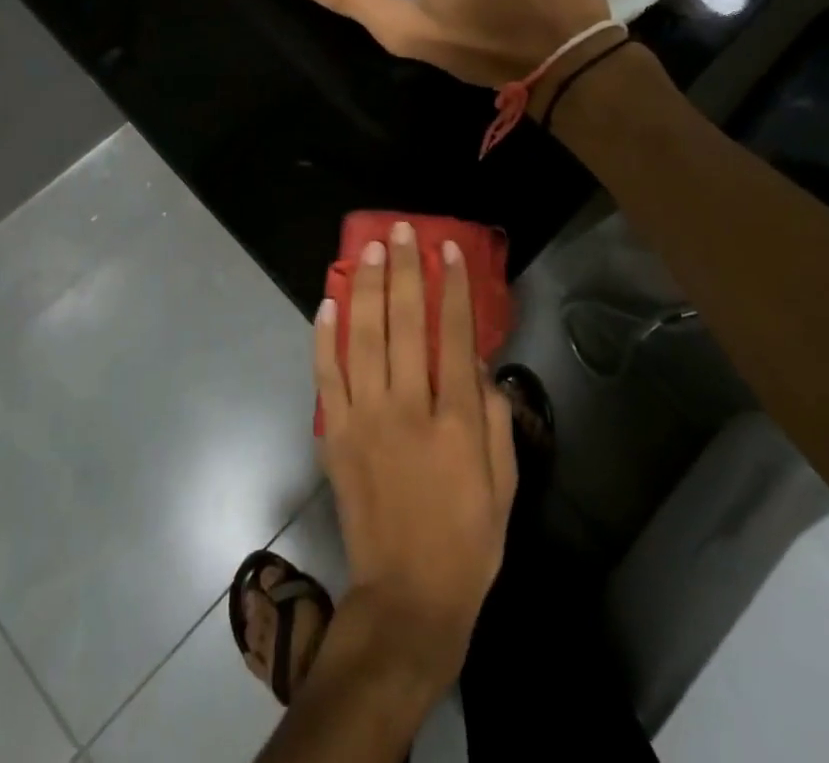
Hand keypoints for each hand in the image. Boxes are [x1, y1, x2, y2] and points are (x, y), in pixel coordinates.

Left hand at [314, 221, 517, 687]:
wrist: (408, 597)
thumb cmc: (468, 539)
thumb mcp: (503, 482)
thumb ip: (493, 416)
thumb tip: (476, 361)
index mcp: (454, 419)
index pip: (453, 334)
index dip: (451, 286)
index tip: (446, 249)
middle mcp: (407, 408)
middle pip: (404, 323)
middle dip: (403, 270)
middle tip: (400, 231)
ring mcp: (365, 418)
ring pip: (362, 337)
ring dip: (365, 287)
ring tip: (368, 249)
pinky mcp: (336, 434)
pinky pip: (327, 374)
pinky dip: (325, 335)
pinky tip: (328, 301)